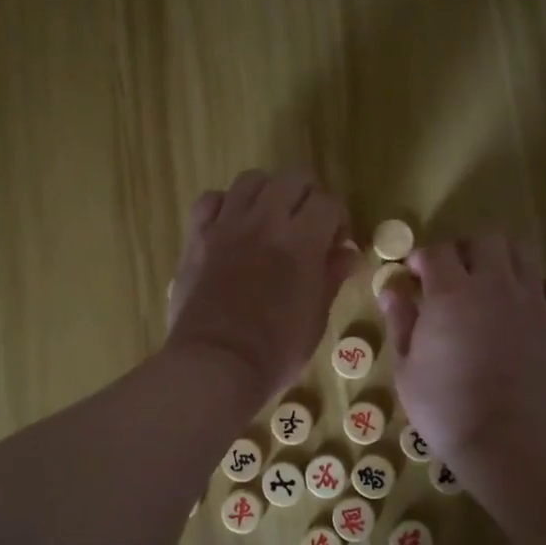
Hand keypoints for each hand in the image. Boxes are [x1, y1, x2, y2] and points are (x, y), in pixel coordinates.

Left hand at [166, 170, 355, 400]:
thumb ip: (331, 278)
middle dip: (307, 197)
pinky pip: (210, 200)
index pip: (328, 202)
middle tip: (308, 226)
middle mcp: (265, 221)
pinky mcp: (197, 237)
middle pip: (292, 179)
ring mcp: (227, 226)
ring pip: (251, 180)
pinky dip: (224, 205)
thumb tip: (348, 254)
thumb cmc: (275, 351)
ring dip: (268, 193)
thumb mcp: (315, 318)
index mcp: (301, 241)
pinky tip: (231, 225)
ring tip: (270, 219)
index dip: (338, 219)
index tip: (337, 243)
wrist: (215, 364)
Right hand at [377, 236, 545, 468]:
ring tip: (492, 284)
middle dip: (466, 250)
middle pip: (486, 240)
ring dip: (504, 261)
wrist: (507, 441)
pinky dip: (543, 286)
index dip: (422, 258)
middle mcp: (494, 285)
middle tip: (454, 275)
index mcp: (450, 293)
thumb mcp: (406, 369)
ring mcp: (532, 302)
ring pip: (524, 253)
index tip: (414, 276)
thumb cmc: (445, 408)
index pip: (437, 252)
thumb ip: (400, 322)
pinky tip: (529, 305)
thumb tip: (391, 290)